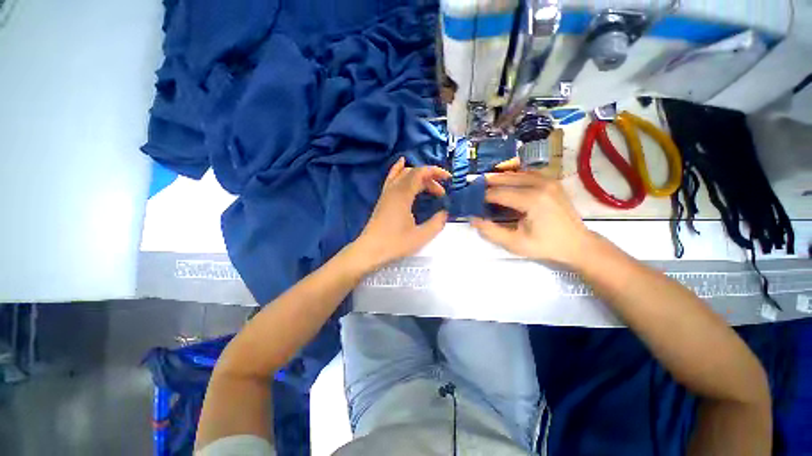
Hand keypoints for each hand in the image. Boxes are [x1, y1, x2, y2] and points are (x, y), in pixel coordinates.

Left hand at [352, 157, 450, 270]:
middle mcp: (393, 189)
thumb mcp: (420, 236)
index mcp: (403, 195)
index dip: (435, 172)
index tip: (449, 179)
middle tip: (441, 193)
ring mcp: (386, 193)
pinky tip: (402, 163)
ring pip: (403, 174)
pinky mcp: (383, 199)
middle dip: (430, 179)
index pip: (420, 173)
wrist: (370, 250)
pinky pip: (392, 178)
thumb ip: (436, 223)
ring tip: (430, 185)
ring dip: (418, 177)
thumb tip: (445, 213)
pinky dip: (399, 170)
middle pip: (413, 173)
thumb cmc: (395, 244)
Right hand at [470, 172, 592, 266]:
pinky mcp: (552, 181)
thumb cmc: (545, 246)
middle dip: (488, 183)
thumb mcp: (515, 243)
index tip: (470, 200)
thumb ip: (491, 231)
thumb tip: (473, 219)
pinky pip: (527, 173)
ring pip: (516, 173)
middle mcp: (541, 184)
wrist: (577, 244)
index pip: (498, 193)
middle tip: (473, 188)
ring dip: (500, 178)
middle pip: (506, 178)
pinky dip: (514, 176)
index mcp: (532, 200)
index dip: (482, 196)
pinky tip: (506, 182)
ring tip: (485, 184)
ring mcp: (548, 180)